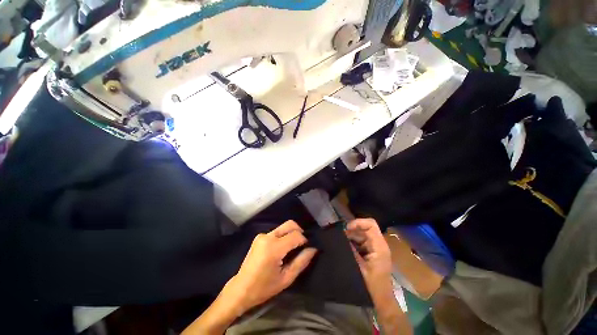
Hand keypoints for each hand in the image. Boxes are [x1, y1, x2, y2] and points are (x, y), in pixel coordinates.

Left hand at [223, 220, 317, 313]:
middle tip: (302, 244)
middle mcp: (268, 237)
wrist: (241, 289)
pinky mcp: (259, 236)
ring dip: (291, 234)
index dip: (304, 240)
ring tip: (292, 248)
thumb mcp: (286, 278)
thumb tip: (313, 249)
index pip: (296, 235)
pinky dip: (283, 236)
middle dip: (299, 231)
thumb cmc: (264, 288)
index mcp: (274, 248)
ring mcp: (262, 235)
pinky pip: (276, 232)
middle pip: (290, 224)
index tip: (307, 248)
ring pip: (283, 227)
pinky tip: (282, 249)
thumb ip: (301, 262)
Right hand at [345, 219, 392, 298]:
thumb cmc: (372, 285)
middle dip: (351, 231)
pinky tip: (344, 247)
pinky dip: (352, 243)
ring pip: (360, 235)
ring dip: (350, 237)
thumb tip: (340, 237)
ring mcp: (374, 248)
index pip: (370, 225)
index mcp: (379, 246)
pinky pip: (360, 242)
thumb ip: (350, 250)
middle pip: (364, 229)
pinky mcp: (371, 252)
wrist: (381, 300)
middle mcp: (378, 244)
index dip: (358, 222)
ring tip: (340, 243)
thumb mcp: (359, 267)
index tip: (346, 228)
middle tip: (339, 238)